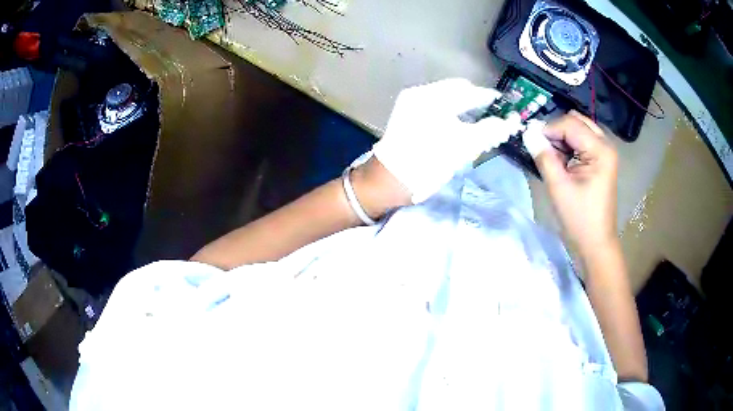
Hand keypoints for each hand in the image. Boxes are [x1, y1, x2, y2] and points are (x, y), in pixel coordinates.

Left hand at [373, 79, 522, 202]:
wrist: (386, 180)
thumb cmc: (424, 166)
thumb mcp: (460, 149)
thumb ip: (487, 131)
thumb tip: (508, 122)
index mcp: (433, 99)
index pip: (469, 92)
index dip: (489, 98)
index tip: (504, 105)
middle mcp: (421, 93)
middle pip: (458, 91)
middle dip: (477, 102)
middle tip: (491, 118)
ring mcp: (412, 101)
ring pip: (448, 96)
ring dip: (465, 106)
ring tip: (477, 124)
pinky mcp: (407, 110)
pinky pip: (437, 103)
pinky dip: (451, 110)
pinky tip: (457, 125)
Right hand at [528, 111, 618, 252]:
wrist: (596, 243)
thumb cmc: (580, 219)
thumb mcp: (559, 187)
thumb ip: (544, 157)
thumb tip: (527, 133)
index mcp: (600, 150)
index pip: (570, 124)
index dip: (548, 129)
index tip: (531, 142)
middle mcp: (605, 144)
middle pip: (576, 121)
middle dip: (556, 130)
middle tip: (542, 147)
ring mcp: (605, 152)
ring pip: (578, 128)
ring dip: (562, 137)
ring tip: (551, 156)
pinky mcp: (601, 160)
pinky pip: (582, 140)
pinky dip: (568, 145)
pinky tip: (562, 161)